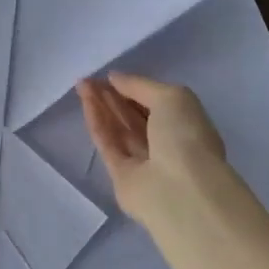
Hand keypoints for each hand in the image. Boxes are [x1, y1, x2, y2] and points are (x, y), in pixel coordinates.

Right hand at [76, 72, 237, 236]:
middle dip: (113, 97)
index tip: (111, 76)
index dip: (134, 89)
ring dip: (101, 106)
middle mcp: (166, 145)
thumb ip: (141, 85)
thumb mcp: (172, 97)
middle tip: (90, 79)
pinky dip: (97, 123)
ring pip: (118, 129)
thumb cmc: (185, 137)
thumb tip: (114, 78)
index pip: (157, 104)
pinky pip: (107, 144)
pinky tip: (85, 103)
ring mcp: (143, 162)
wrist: (179, 191)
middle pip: (134, 117)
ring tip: (82, 85)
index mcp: (186, 127)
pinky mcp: (121, 176)